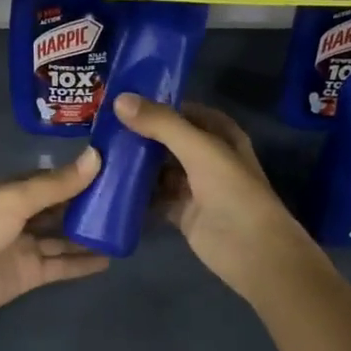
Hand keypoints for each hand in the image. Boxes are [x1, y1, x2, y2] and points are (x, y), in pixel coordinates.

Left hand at [0, 148, 108, 345]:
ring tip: (123, 229)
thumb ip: (57, 184)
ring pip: (62, 238)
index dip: (76, 177)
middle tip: (126, 200)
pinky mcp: (29, 275)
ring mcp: (23, 247)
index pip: (48, 181)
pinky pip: (61, 265)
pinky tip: (110, 258)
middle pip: (57, 210)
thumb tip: (97, 156)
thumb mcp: (16, 198)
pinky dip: (82, 262)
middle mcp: (16, 218)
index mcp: (8, 192)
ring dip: (88, 235)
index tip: (110, 170)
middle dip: (86, 206)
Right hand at [113, 94, 322, 304]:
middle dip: (140, 135)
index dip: (156, 104)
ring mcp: (194, 187)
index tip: (120, 100)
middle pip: (168, 140)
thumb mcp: (199, 149)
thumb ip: (162, 124)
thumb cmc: (232, 191)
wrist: (252, 250)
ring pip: (159, 169)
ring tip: (98, 154)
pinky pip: (155, 198)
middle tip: (100, 128)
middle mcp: (207, 157)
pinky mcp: (182, 213)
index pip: (184, 111)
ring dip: (135, 164)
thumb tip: (119, 100)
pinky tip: (109, 187)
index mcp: (220, 135)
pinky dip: (136, 194)